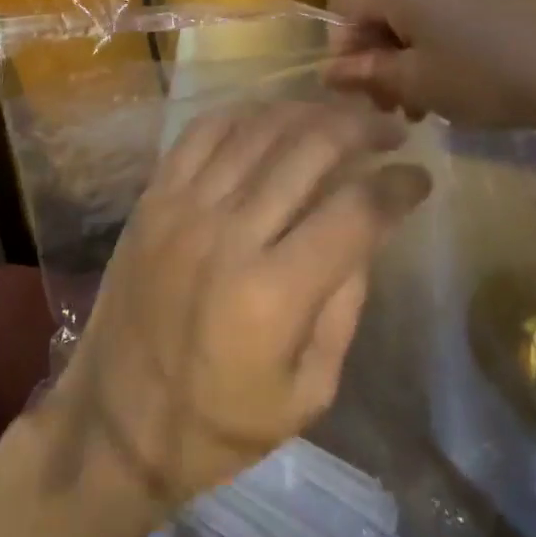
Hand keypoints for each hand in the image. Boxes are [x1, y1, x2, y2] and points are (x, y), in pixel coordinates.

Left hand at [41, 99, 430, 516]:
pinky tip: (272, 118)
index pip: (355, 211)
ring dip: (309, 112)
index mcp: (274, 295)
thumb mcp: (307, 393)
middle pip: (309, 149)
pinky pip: (203, 132)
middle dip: (362, 129)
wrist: (115, 420)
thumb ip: (344, 305)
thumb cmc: (218, 424)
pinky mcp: (154, 197)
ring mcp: (184, 207)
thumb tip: (367, 230)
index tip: (420, 177)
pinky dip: (245, 114)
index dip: (398, 186)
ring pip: (259, 128)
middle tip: (389, 128)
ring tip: (339, 116)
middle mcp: (229, 234)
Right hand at [327, 0, 535, 133]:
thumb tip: (328, 72)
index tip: (366, 89)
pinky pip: (446, 7)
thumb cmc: (490, 77)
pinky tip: (464, 78)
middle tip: (397, 105)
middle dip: (377, 56)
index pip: (341, 5)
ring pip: (412, 11)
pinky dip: (439, 41)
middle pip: (377, 6)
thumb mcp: (419, 84)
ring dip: (408, 54)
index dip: (342, 48)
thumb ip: (366, 75)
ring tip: (430, 101)